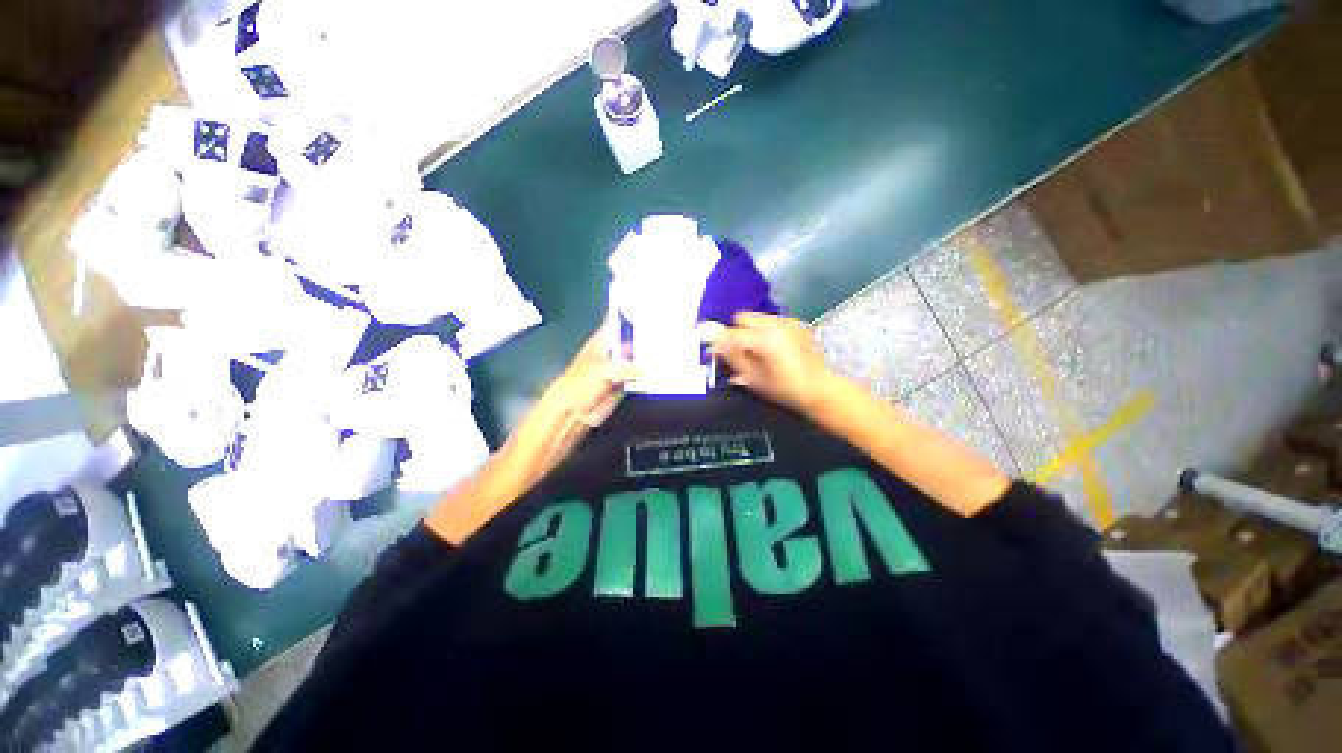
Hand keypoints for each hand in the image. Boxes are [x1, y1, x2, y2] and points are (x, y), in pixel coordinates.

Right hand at [711, 312, 838, 415]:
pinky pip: (770, 321)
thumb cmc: (786, 389)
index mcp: (766, 340)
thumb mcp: (755, 379)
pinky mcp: (796, 323)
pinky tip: (772, 348)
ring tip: (756, 350)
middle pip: (743, 317)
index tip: (708, 343)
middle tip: (738, 351)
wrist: (821, 389)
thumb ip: (733, 358)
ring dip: (750, 330)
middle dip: (736, 331)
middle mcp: (777, 324)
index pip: (732, 333)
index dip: (718, 338)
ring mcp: (788, 322)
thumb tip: (716, 344)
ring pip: (756, 317)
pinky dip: (764, 330)